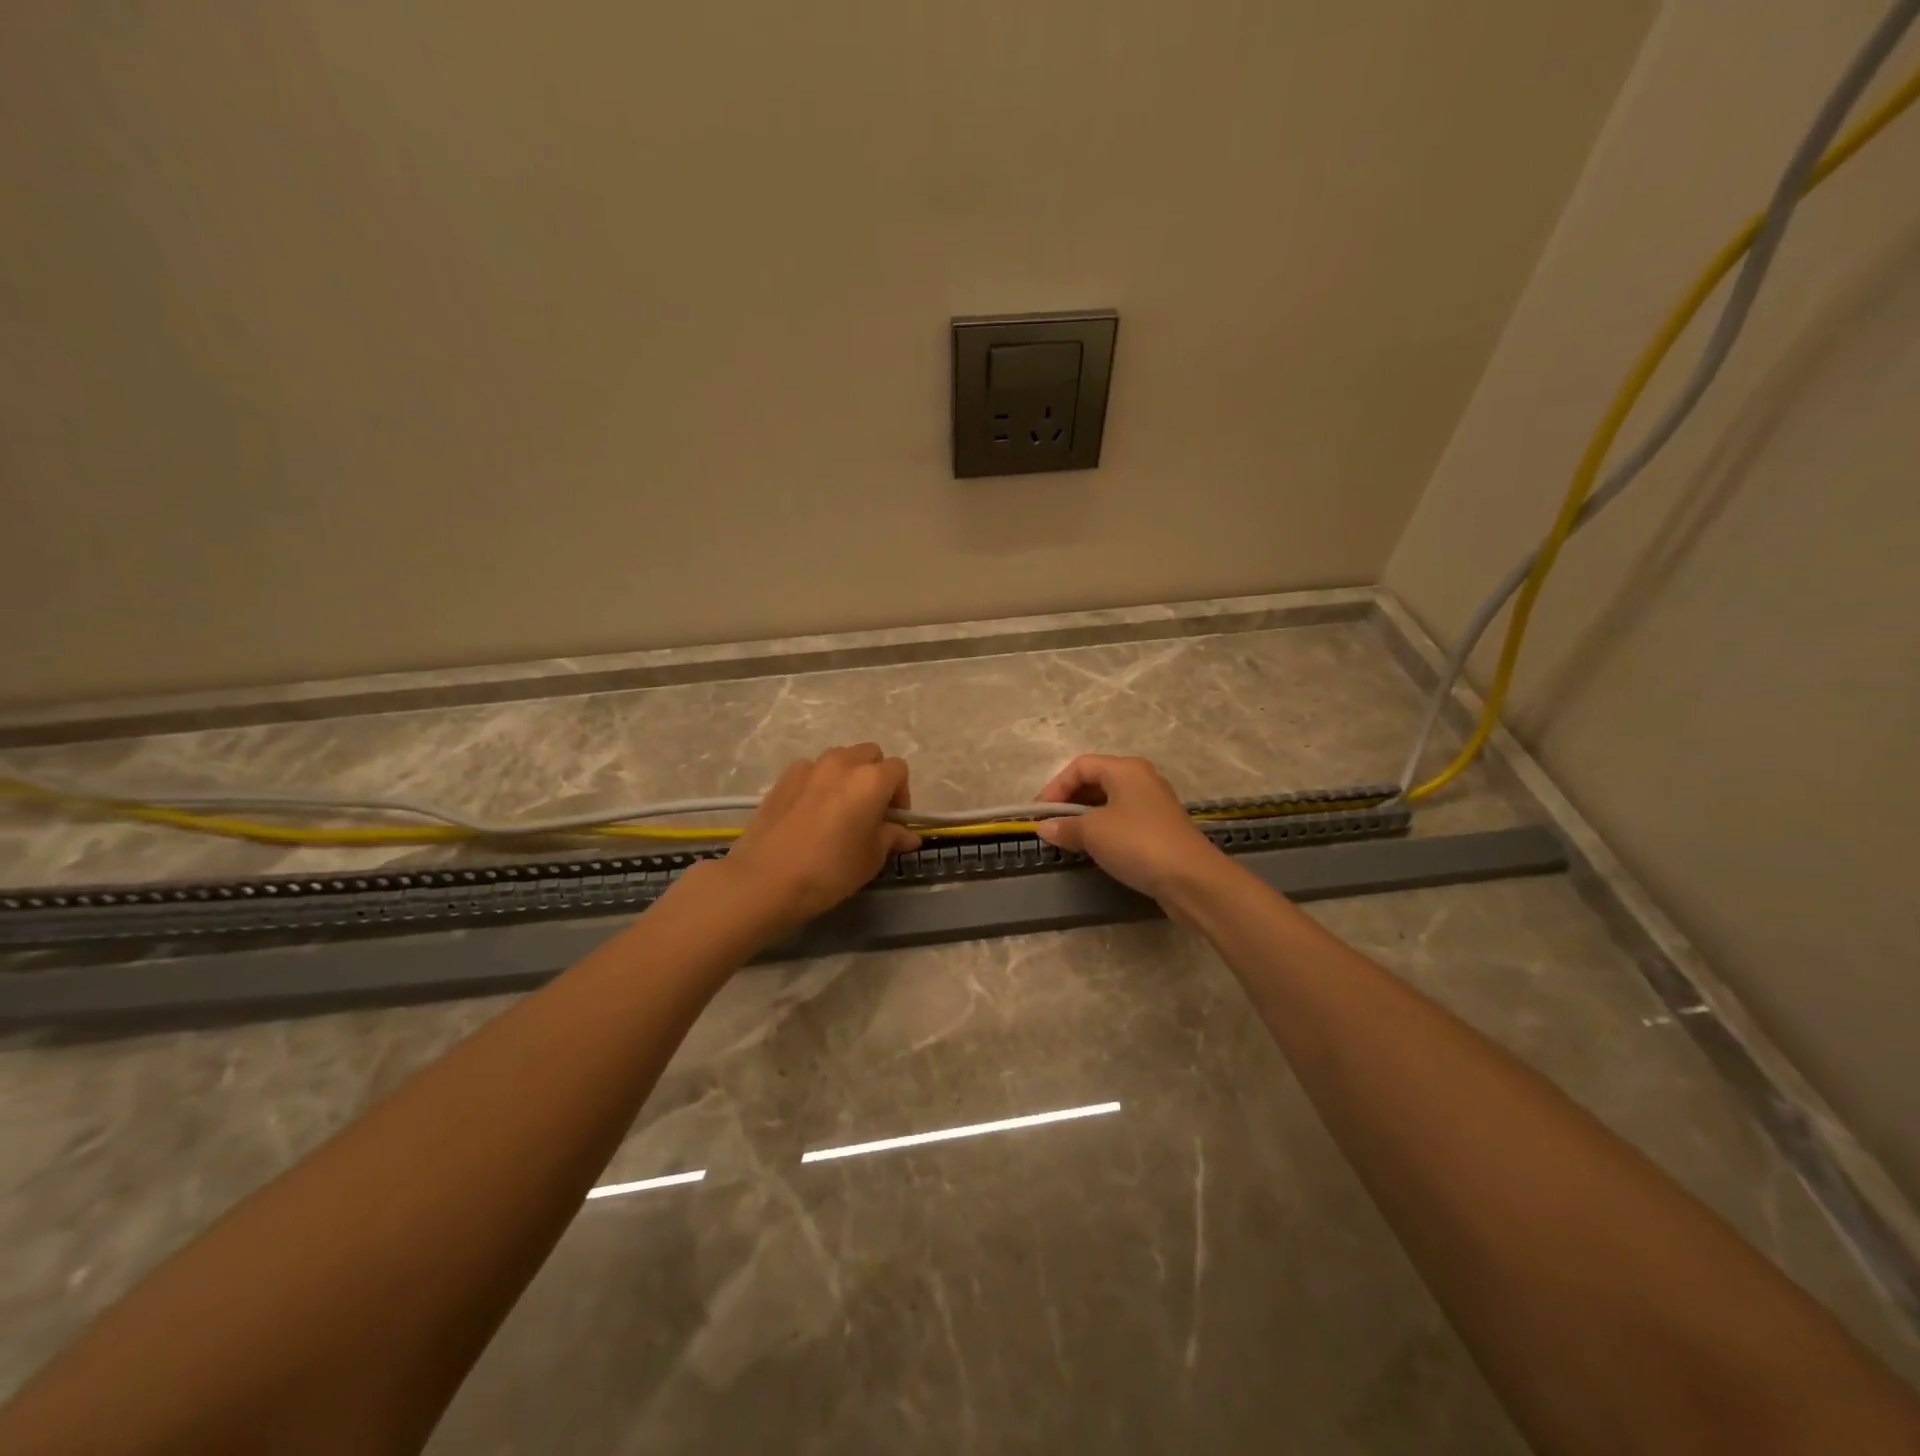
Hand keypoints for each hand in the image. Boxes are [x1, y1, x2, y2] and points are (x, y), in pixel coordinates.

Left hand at [719, 744, 919, 931]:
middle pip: (870, 755)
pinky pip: (812, 770)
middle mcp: (842, 763)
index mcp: (871, 780)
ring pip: (840, 759)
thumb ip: (891, 838)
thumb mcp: (870, 859)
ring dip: (848, 776)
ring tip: (839, 810)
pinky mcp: (783, 778)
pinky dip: (819, 782)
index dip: (901, 795)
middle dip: (876, 777)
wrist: (765, 879)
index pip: (899, 770)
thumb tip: (907, 835)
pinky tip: (811, 812)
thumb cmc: (829, 870)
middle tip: (871, 811)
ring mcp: (809, 767)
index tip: (893, 821)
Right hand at [1033, 754, 1224, 902]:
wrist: (1191, 879)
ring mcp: (1154, 805)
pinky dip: (1104, 831)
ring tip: (1068, 839)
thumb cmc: (1137, 843)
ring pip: (1110, 803)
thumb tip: (1044, 827)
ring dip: (1085, 818)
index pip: (1080, 766)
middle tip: (1051, 826)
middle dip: (1069, 802)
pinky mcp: (1160, 830)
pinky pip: (1123, 821)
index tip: (1040, 814)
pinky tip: (1094, 850)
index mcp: (1125, 769)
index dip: (1056, 787)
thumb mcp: (1093, 832)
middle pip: (1096, 781)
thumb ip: (1065, 827)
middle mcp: (1141, 780)